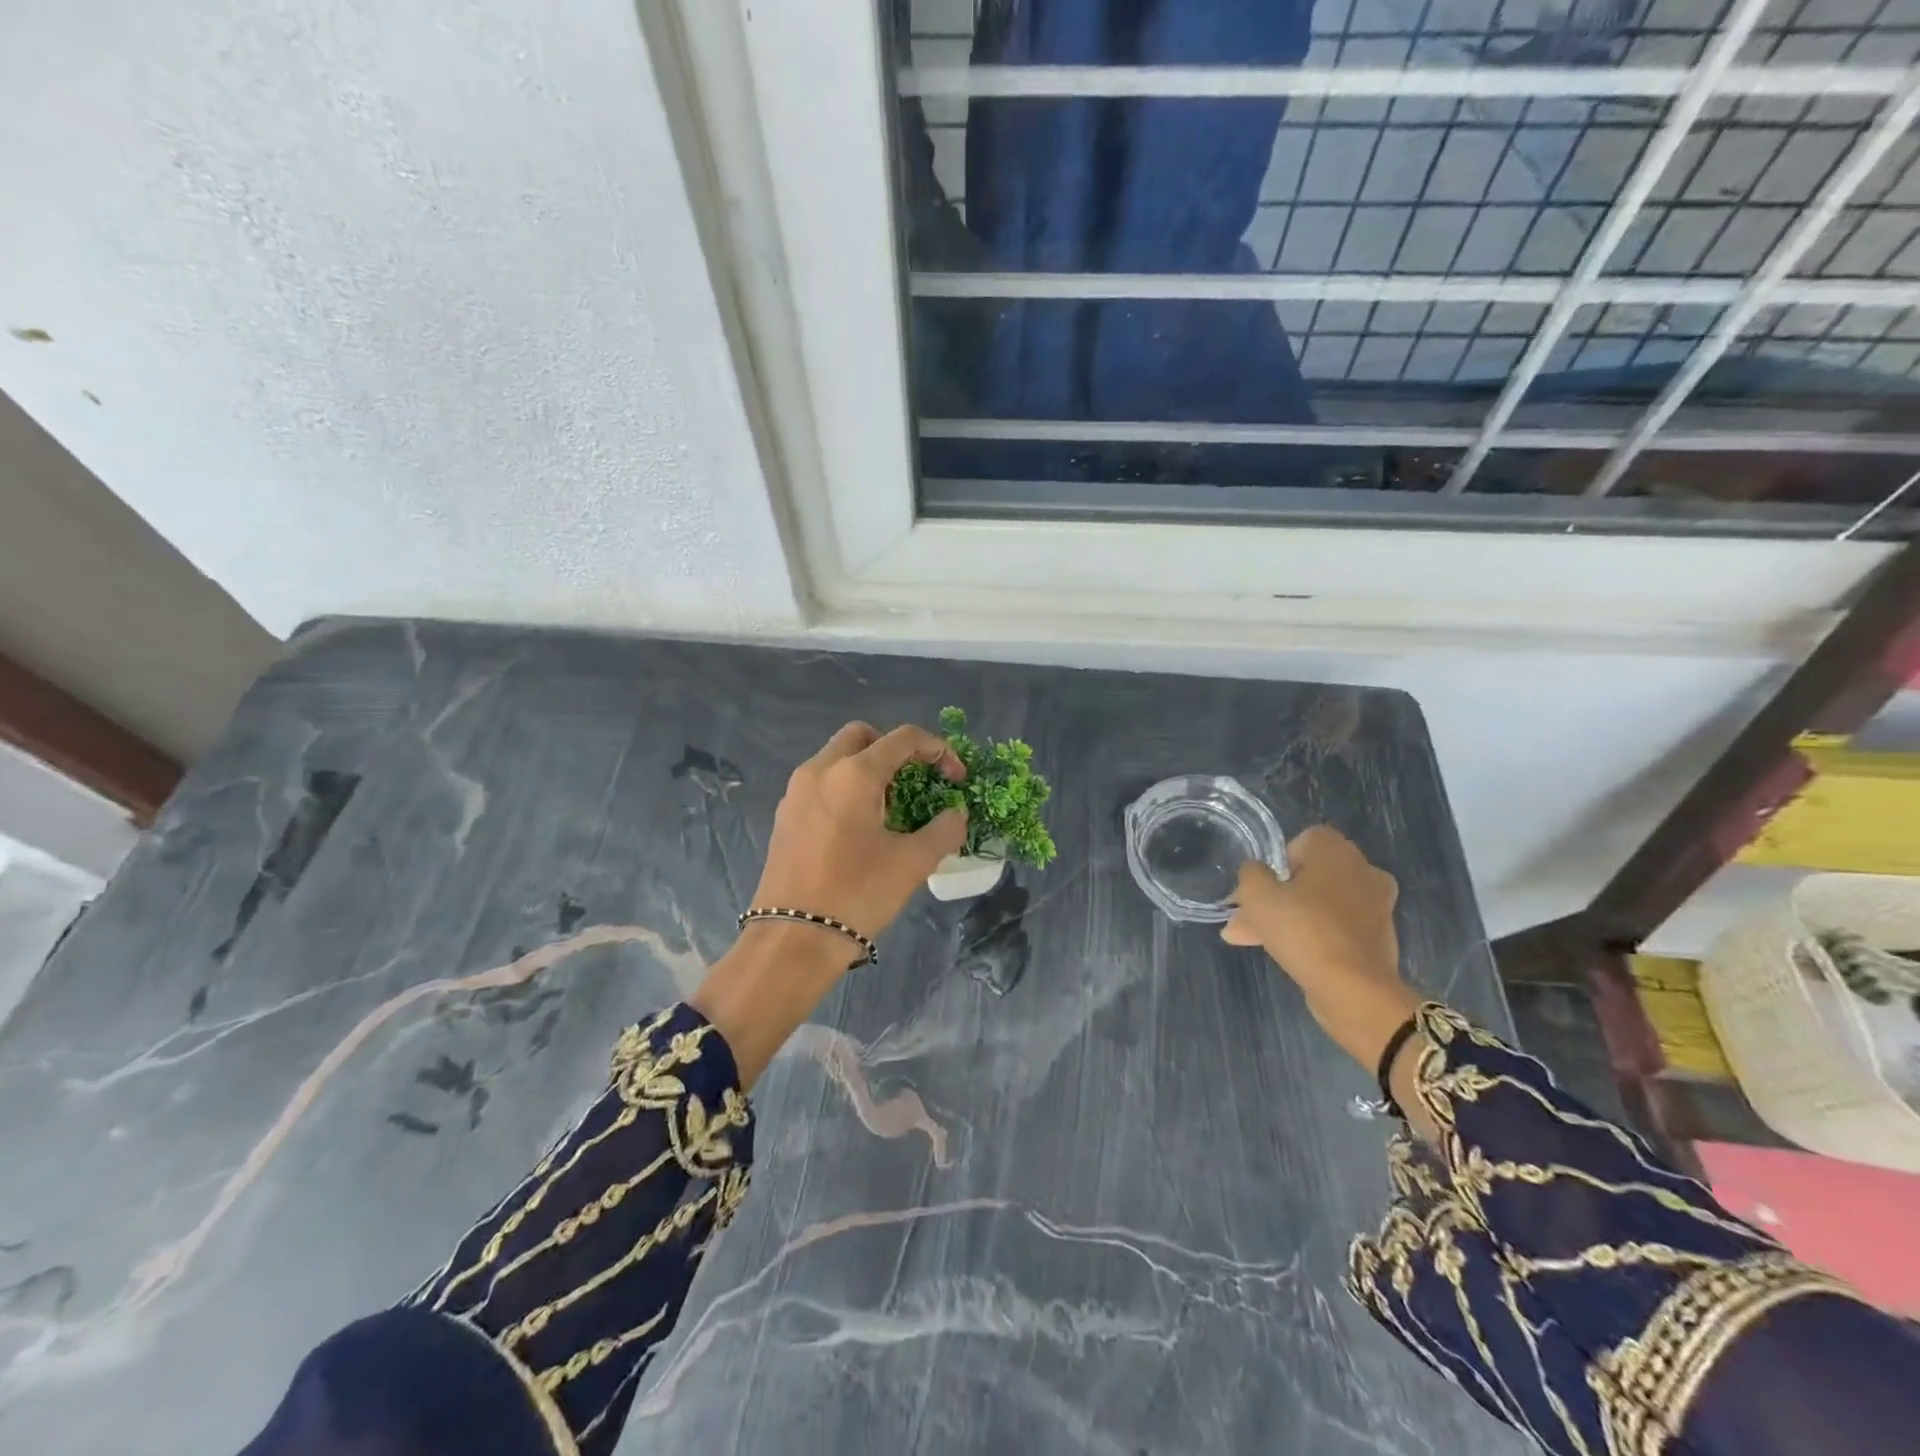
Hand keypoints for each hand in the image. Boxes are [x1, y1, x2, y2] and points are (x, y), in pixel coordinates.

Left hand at [749, 721, 968, 945]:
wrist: (792, 940)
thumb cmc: (857, 894)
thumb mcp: (913, 863)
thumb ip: (944, 830)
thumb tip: (956, 814)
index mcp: (854, 774)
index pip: (903, 739)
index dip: (938, 750)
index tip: (956, 778)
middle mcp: (820, 770)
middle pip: (862, 736)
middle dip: (895, 750)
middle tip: (916, 782)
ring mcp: (796, 792)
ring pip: (837, 758)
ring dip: (868, 769)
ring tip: (891, 808)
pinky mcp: (784, 816)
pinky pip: (821, 783)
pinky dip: (845, 788)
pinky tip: (860, 827)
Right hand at [1221, 826, 1421, 1071]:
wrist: (1355, 990)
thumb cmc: (1304, 930)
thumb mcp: (1258, 895)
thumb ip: (1250, 874)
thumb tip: (1256, 872)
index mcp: (1338, 852)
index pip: (1305, 840)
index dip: (1278, 860)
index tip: (1264, 885)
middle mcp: (1363, 872)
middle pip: (1310, 876)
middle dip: (1276, 895)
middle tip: (1246, 917)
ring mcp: (1374, 908)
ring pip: (1319, 904)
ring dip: (1288, 917)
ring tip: (1249, 939)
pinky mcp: (1377, 940)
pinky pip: (1334, 928)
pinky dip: (1312, 936)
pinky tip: (1283, 954)